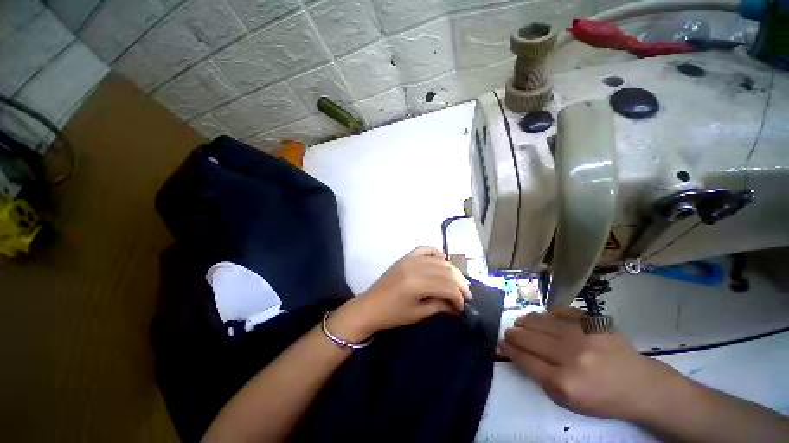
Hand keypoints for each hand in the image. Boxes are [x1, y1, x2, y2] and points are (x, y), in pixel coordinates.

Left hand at [328, 246, 470, 341]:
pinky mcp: (405, 257)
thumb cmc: (392, 315)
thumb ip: (439, 306)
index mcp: (417, 283)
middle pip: (446, 271)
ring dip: (452, 270)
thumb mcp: (417, 314)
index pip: (447, 286)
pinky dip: (436, 253)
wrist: (369, 306)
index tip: (462, 307)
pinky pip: (424, 249)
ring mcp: (409, 259)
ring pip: (438, 261)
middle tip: (466, 295)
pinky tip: (443, 260)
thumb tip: (457, 306)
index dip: (458, 297)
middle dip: (459, 283)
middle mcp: (415, 266)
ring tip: (458, 281)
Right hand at [499, 308, 684, 421]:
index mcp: (564, 382)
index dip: (509, 350)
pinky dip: (548, 314)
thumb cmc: (602, 399)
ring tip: (519, 322)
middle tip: (507, 332)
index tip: (500, 344)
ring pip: (542, 322)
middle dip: (513, 334)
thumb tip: (518, 355)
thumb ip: (540, 378)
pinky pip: (562, 312)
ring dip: (525, 321)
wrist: (641, 386)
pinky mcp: (594, 323)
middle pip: (530, 339)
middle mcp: (571, 356)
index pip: (525, 360)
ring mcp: (583, 336)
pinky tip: (543, 317)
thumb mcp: (568, 402)